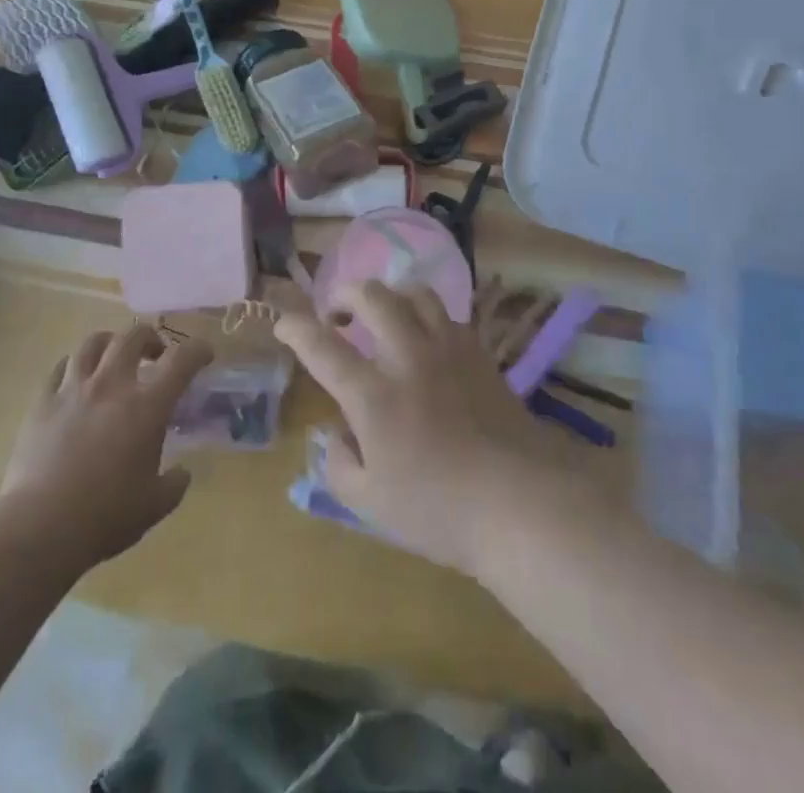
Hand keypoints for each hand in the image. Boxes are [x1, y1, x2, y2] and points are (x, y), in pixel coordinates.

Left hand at [0, 324, 212, 573]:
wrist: (40, 527)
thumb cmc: (105, 516)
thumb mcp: (154, 506)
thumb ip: (174, 484)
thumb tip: (182, 473)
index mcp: (147, 406)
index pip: (181, 360)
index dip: (197, 350)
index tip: (204, 355)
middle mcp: (112, 385)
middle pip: (133, 336)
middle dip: (150, 338)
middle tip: (155, 354)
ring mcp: (74, 389)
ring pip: (93, 342)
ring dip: (110, 343)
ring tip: (113, 357)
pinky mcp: (43, 402)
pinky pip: (59, 368)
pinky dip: (74, 366)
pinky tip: (76, 379)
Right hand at [275, 281, 573, 575]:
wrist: (520, 500)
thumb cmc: (439, 510)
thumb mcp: (371, 504)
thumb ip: (339, 465)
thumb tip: (334, 436)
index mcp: (374, 396)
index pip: (323, 347)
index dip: (296, 328)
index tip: (283, 322)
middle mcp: (407, 357)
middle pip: (371, 297)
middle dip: (344, 294)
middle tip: (336, 314)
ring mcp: (447, 349)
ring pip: (414, 292)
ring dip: (388, 295)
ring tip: (381, 314)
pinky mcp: (478, 353)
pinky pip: (446, 315)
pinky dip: (425, 315)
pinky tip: (425, 338)